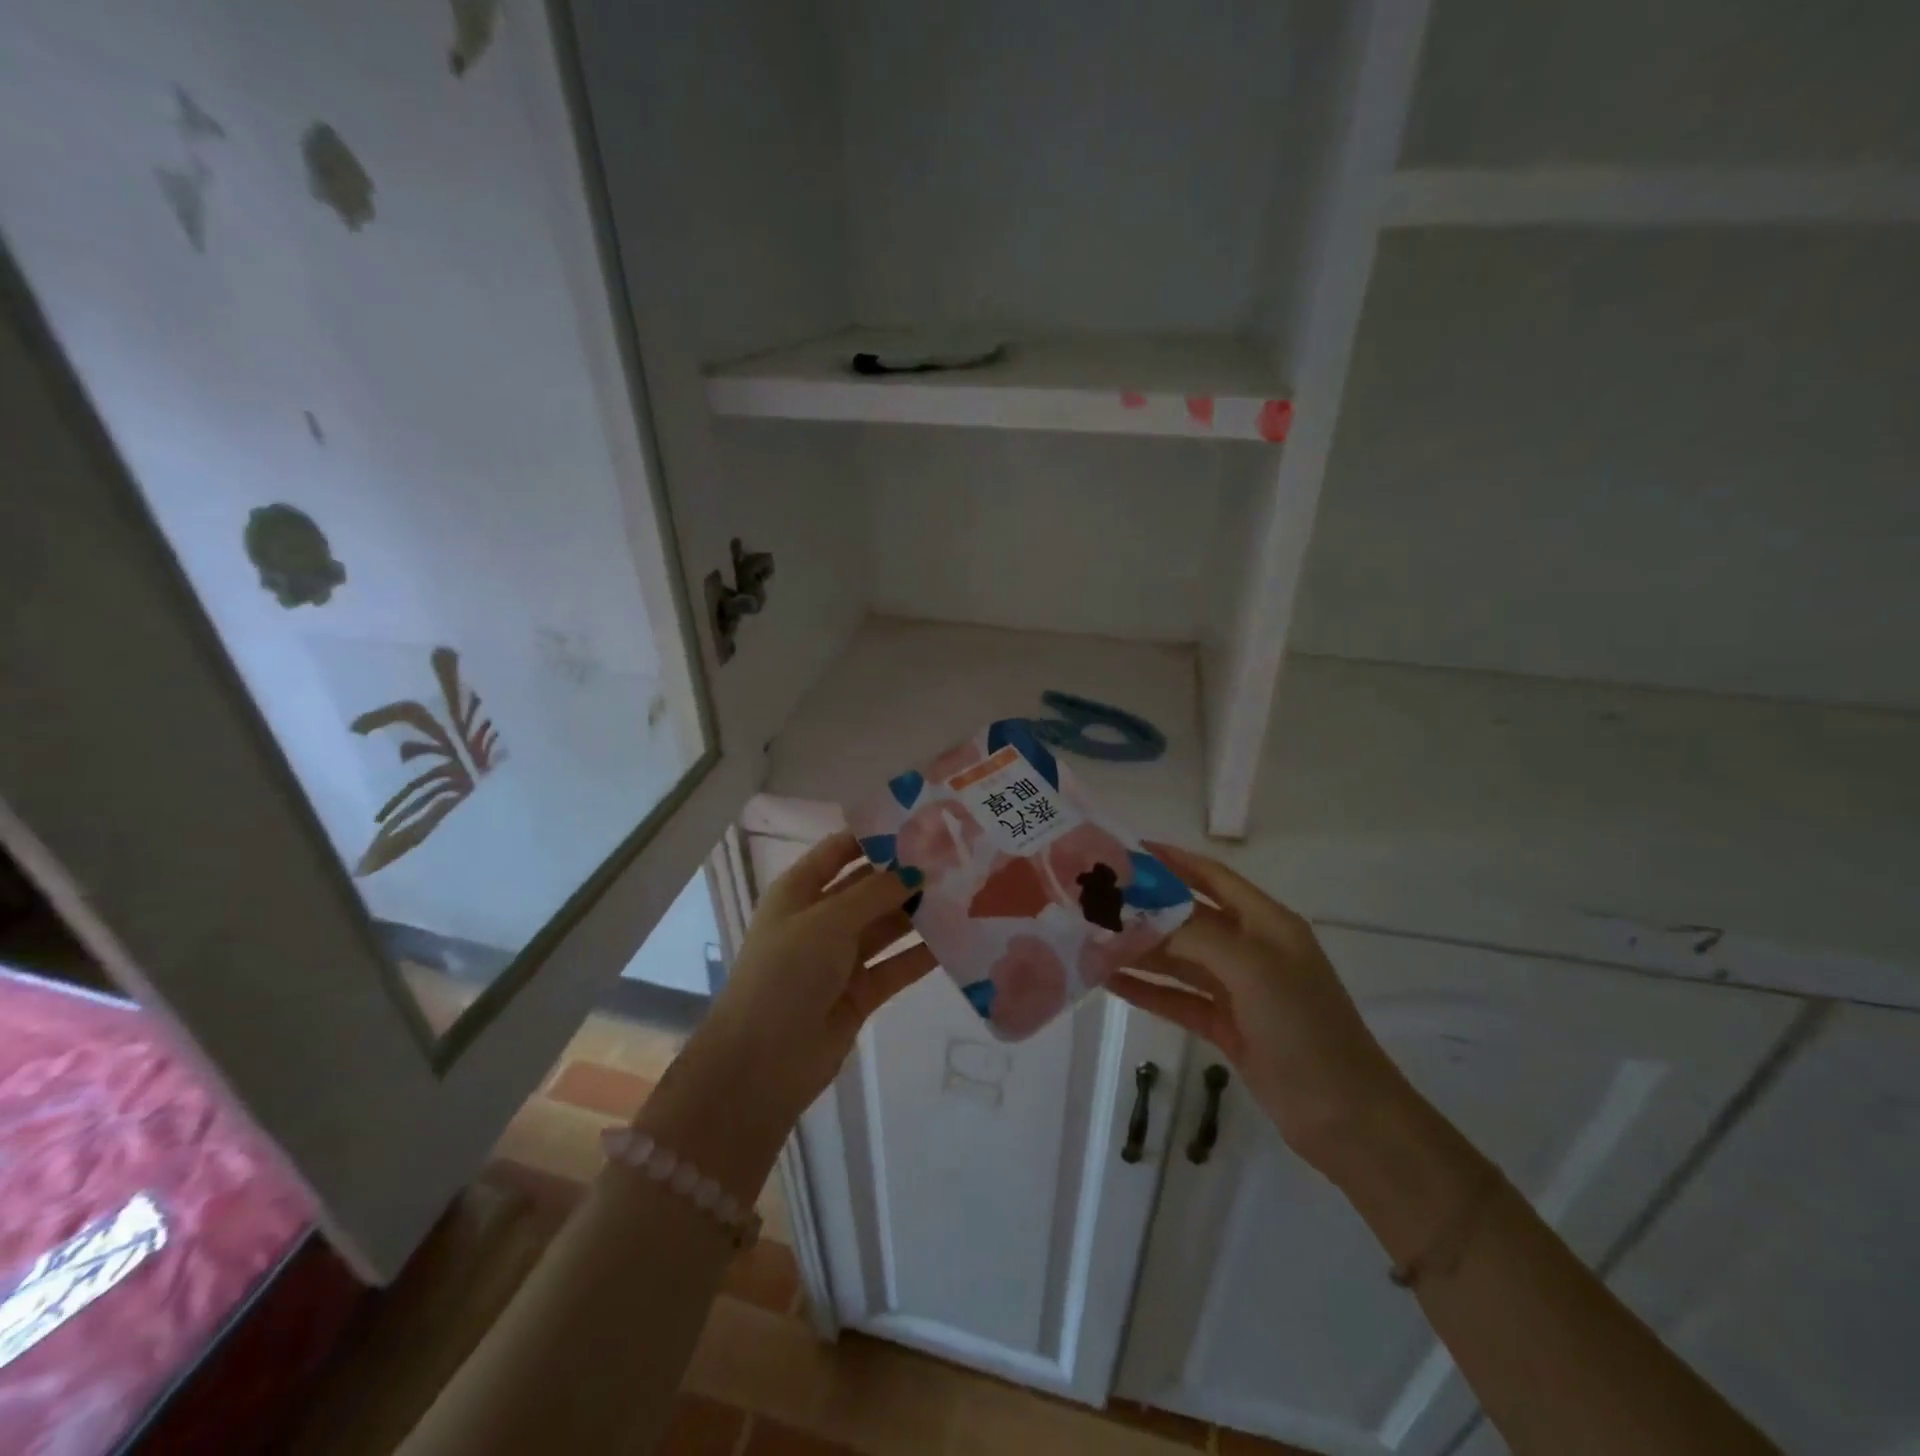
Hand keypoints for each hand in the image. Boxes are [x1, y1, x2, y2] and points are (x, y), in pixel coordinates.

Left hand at [681, 832, 935, 1140]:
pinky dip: (923, 953)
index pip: (839, 851)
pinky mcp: (861, 992)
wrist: (763, 1061)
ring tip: (967, 891)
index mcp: (799, 892)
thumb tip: (916, 871)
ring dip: (919, 912)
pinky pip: (898, 964)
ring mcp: (841, 958)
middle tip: (956, 857)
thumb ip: (876, 893)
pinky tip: (959, 937)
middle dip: (906, 874)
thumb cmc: (786, 973)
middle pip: (868, 887)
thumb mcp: (828, 921)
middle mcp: (821, 920)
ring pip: (887, 926)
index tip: (920, 822)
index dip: (874, 836)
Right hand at [1107, 842, 1408, 1175]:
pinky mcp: (1228, 1027)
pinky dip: (1148, 990)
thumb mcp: (1253, 969)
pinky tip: (1111, 982)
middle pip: (1190, 918)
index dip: (1172, 860)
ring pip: (1180, 960)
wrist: (1347, 1118)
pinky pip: (1179, 999)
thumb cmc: (1304, 1028)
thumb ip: (1197, 935)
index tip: (1124, 852)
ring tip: (1092, 941)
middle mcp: (1252, 950)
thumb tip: (1144, 915)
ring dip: (1141, 951)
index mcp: (1267, 924)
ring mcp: (1239, 991)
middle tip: (1094, 901)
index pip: (1212, 876)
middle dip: (1145, 909)